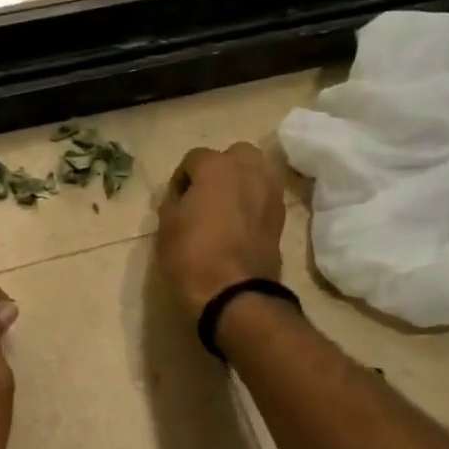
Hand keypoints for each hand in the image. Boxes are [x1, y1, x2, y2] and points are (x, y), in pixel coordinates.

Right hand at [156, 144, 285, 318]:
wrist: (234, 293)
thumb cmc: (192, 256)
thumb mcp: (166, 227)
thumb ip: (173, 202)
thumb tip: (181, 198)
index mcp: (216, 167)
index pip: (194, 158)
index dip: (181, 178)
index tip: (175, 200)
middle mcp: (248, 170)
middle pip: (234, 155)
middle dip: (220, 168)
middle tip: (204, 195)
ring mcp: (270, 192)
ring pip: (256, 171)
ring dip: (241, 181)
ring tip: (225, 207)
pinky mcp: (281, 216)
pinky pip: (265, 196)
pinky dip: (254, 201)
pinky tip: (241, 223)